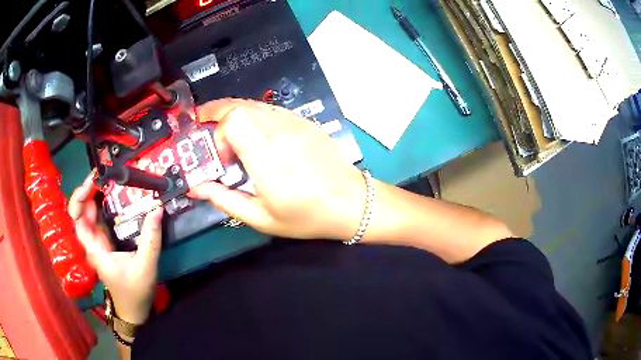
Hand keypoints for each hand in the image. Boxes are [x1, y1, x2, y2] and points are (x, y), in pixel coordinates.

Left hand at [69, 175, 162, 323]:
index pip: (78, 221)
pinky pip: (99, 221)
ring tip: (107, 180)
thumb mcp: (146, 267)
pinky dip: (102, 207)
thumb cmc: (136, 292)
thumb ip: (151, 240)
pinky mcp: (105, 245)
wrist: (134, 311)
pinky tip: (111, 198)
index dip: (79, 198)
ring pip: (88, 216)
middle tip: (102, 175)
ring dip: (94, 197)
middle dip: (86, 192)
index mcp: (96, 250)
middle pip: (80, 213)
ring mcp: (98, 244)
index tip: (92, 182)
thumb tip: (157, 209)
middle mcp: (92, 244)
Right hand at [190, 98, 365, 239]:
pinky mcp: (305, 122)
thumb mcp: (261, 217)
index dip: (219, 132)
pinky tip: (253, 131)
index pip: (235, 119)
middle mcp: (280, 132)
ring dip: (234, 112)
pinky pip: (271, 109)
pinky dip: (254, 114)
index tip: (223, 158)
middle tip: (203, 123)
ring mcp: (295, 123)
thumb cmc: (307, 216)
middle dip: (216, 111)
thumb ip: (224, 199)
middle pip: (240, 105)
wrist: (352, 203)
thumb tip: (197, 188)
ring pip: (255, 104)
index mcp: (267, 157)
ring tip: (224, 129)